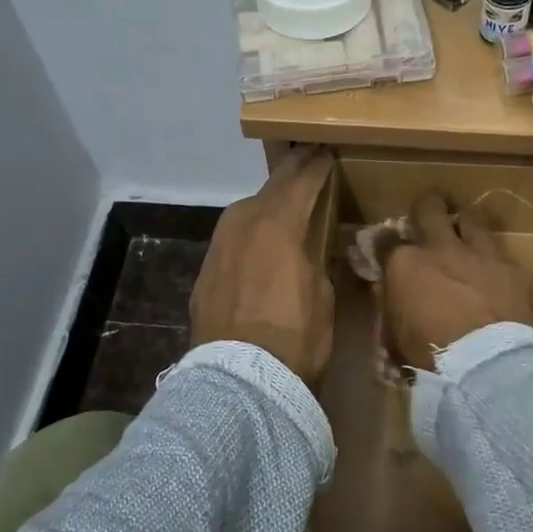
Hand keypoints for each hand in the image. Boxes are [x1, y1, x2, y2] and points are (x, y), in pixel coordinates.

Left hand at [190, 147, 336, 384]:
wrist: (239, 379)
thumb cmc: (295, 337)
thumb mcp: (323, 294)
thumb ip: (315, 258)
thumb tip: (310, 248)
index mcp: (278, 224)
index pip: (302, 182)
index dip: (317, 166)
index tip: (326, 152)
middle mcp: (243, 224)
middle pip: (270, 188)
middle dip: (290, 174)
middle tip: (307, 160)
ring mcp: (218, 246)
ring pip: (245, 211)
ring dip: (266, 202)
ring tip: (283, 200)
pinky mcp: (205, 271)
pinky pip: (232, 239)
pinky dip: (248, 232)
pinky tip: (257, 242)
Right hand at [383, 193, 532, 369]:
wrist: (485, 362)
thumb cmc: (429, 354)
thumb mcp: (395, 334)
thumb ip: (392, 304)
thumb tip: (391, 292)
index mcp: (405, 263)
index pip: (385, 240)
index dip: (385, 243)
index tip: (387, 249)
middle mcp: (440, 247)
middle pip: (429, 208)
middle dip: (427, 209)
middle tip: (428, 218)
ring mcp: (479, 254)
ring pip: (471, 219)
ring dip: (466, 226)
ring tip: (466, 238)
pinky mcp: (511, 269)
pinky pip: (501, 255)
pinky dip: (495, 263)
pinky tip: (496, 276)